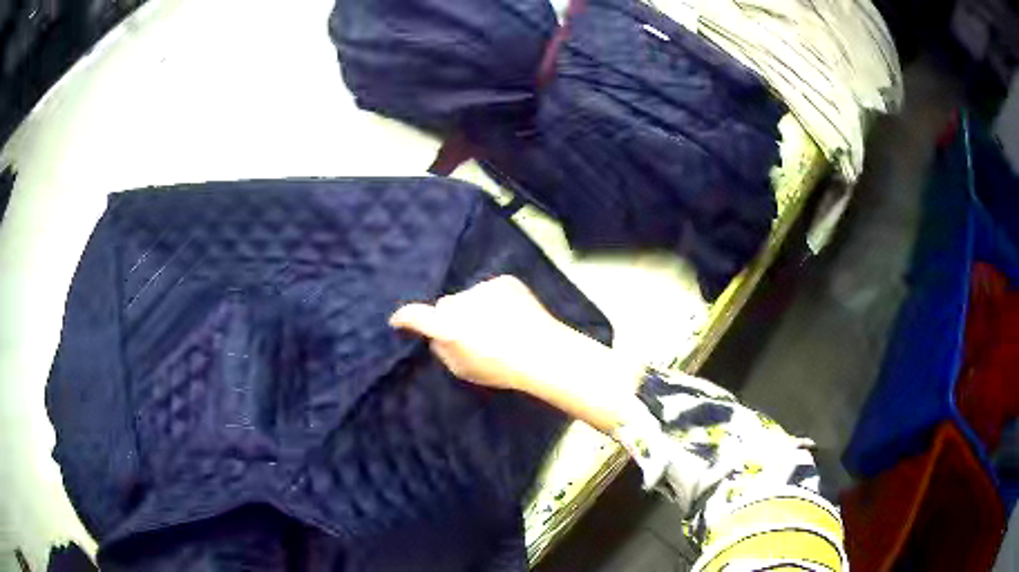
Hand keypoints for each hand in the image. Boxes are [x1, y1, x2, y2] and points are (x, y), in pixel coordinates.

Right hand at [390, 275, 641, 432]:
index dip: (404, 317)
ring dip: (474, 308)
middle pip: (446, 305)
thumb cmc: (501, 369)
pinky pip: (489, 290)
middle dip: (451, 317)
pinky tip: (510, 316)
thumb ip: (443, 349)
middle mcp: (461, 301)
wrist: (543, 352)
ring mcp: (483, 287)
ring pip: (468, 297)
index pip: (415, 315)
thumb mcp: (463, 369)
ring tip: (497, 326)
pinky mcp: (504, 281)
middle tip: (469, 334)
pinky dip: (493, 301)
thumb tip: (438, 335)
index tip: (397, 320)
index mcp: (448, 326)